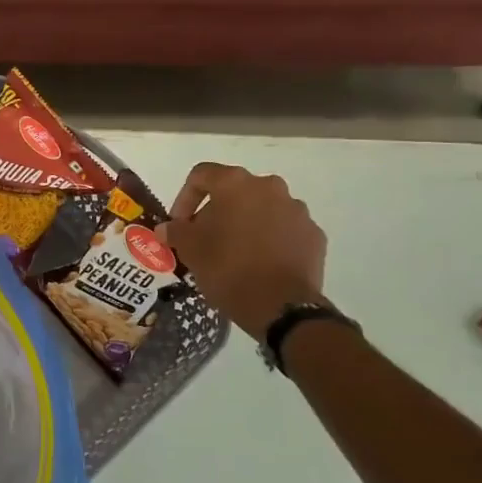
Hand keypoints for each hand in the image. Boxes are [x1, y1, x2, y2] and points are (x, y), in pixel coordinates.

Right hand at [165, 164, 327, 338]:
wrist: (281, 307)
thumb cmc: (228, 268)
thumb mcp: (190, 250)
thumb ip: (176, 231)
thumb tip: (168, 228)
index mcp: (235, 184)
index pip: (201, 175)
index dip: (184, 198)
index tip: (180, 224)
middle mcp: (270, 187)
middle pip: (235, 191)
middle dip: (217, 211)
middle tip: (206, 238)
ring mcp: (297, 210)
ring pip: (262, 209)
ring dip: (246, 224)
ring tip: (235, 253)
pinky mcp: (314, 234)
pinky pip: (285, 229)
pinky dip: (271, 240)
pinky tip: (261, 264)